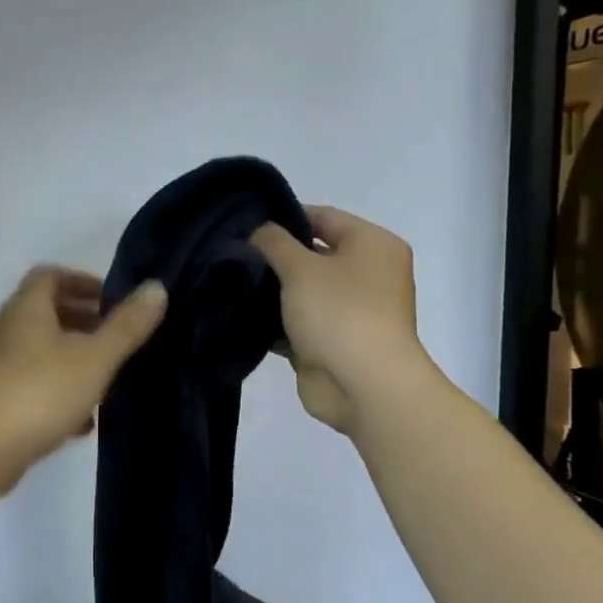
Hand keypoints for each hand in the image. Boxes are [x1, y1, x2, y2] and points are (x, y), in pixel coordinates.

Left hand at [0, 267, 167, 482]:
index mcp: (27, 309)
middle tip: (117, 337)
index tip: (112, 300)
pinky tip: (84, 421)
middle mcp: (8, 331)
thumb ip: (127, 325)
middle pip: (46, 313)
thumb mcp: (95, 357)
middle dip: (83, 321)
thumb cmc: (41, 392)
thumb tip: (156, 287)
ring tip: (107, 377)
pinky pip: (35, 385)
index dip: (82, 281)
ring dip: (74, 358)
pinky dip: (60, 392)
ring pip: (42, 351)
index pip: (50, 275)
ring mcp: (0, 367)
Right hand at [250, 206, 429, 432]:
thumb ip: (274, 242)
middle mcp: (368, 273)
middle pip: (312, 254)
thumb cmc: (339, 313)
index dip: (283, 218)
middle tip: (231, 256)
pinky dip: (276, 321)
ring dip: (272, 292)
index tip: (244, 227)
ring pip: (303, 291)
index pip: (322, 217)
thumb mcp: (301, 267)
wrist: (362, 386)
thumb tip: (258, 231)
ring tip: (230, 284)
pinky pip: (299, 322)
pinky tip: (241, 316)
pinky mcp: (333, 341)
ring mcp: (352, 310)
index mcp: (372, 245)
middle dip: (274, 258)